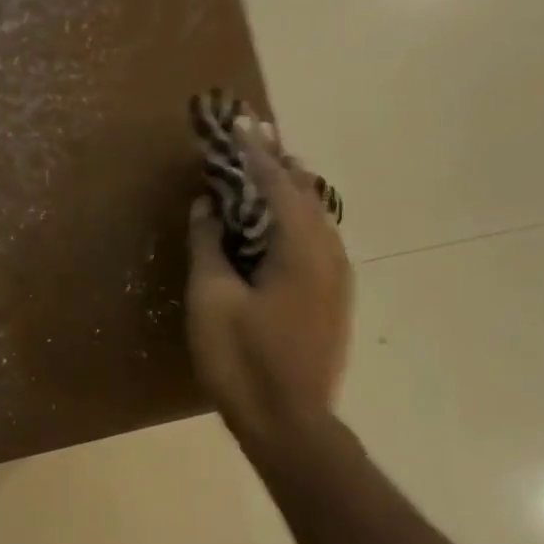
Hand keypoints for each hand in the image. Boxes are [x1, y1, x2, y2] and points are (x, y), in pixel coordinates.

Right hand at [187, 120, 353, 448]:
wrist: (290, 423)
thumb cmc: (242, 361)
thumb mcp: (210, 301)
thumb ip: (208, 245)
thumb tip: (206, 205)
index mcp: (299, 247)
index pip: (275, 182)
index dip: (251, 151)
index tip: (236, 120)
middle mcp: (328, 252)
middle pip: (304, 192)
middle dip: (276, 162)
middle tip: (252, 136)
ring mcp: (337, 277)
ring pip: (316, 216)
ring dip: (289, 190)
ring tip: (266, 169)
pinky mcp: (333, 298)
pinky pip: (316, 240)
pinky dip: (295, 219)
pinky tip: (278, 225)